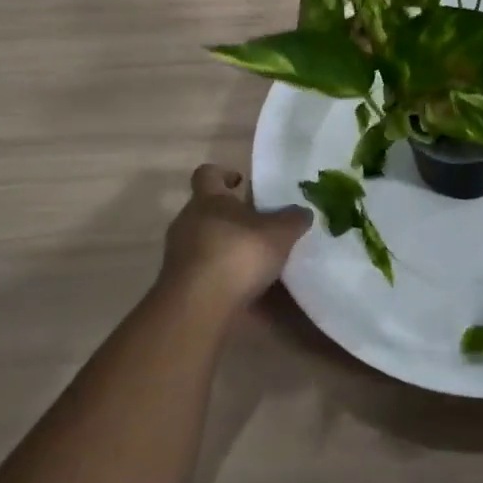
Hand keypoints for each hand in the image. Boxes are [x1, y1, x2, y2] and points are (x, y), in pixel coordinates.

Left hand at [159, 164, 311, 315]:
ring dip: (228, 249)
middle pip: (208, 211)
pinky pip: (206, 274)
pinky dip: (224, 279)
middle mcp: (188, 222)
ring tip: (258, 262)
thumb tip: (302, 212)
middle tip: (260, 226)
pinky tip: (248, 292)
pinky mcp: (180, 286)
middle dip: (232, 217)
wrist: (198, 308)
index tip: (241, 182)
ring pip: (206, 243)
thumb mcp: (278, 233)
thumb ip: (292, 220)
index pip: (207, 174)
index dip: (223, 174)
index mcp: (208, 199)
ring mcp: (180, 256)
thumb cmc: (237, 254)